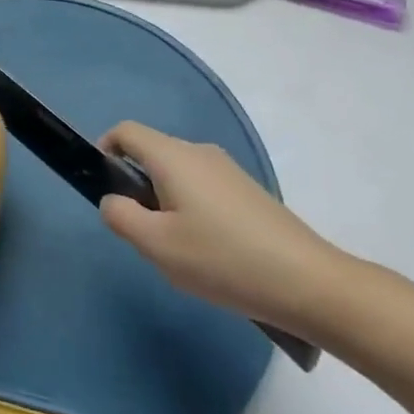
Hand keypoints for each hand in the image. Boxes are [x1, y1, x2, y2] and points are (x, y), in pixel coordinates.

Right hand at [98, 121, 350, 337]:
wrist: (308, 282)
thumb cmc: (222, 259)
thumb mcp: (157, 245)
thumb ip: (120, 216)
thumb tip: (113, 199)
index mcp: (173, 156)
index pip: (125, 131)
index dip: (105, 150)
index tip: (106, 190)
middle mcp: (199, 151)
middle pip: (152, 153)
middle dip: (136, 187)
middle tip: (144, 236)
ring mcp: (227, 170)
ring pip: (177, 174)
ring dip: (164, 203)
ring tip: (179, 251)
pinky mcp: (247, 191)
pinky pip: (202, 188)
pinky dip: (191, 210)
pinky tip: (209, 253)